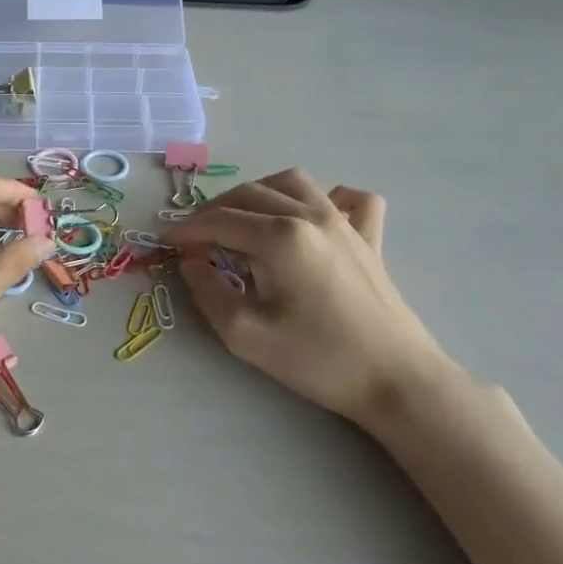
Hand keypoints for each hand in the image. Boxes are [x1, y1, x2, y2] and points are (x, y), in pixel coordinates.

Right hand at [166, 169, 472, 433]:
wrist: (397, 381)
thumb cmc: (318, 360)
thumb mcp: (247, 336)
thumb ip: (208, 292)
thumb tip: (191, 263)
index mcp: (280, 237)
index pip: (219, 220)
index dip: (187, 229)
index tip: (166, 242)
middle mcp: (311, 216)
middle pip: (250, 194)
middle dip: (214, 210)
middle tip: (195, 237)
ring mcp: (345, 222)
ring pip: (292, 182)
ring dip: (259, 193)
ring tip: (242, 219)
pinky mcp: (370, 237)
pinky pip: (348, 198)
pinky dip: (324, 198)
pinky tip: (313, 216)